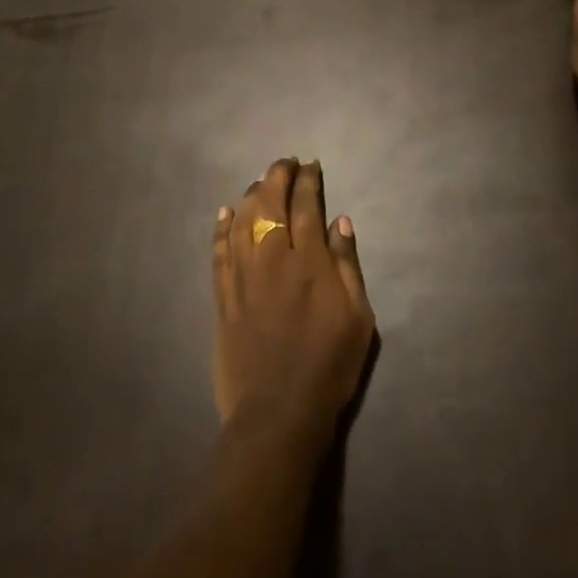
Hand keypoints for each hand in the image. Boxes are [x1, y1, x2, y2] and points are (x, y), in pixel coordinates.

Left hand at [212, 159, 374, 452]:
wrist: (279, 413)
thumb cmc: (330, 365)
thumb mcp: (359, 317)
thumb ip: (348, 265)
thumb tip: (340, 221)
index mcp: (310, 262)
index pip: (306, 206)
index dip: (308, 181)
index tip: (310, 165)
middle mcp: (274, 260)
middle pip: (270, 205)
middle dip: (277, 177)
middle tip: (285, 164)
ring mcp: (243, 278)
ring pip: (242, 222)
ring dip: (251, 196)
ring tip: (260, 182)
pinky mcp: (223, 299)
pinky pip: (219, 253)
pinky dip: (221, 229)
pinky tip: (224, 213)